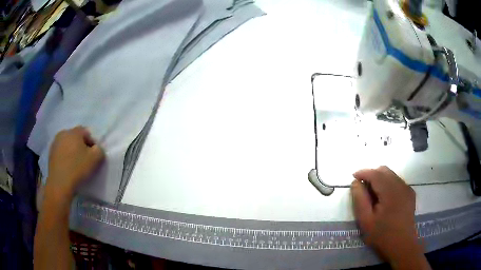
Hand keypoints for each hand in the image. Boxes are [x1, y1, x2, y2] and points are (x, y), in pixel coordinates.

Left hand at [46, 126, 104, 199]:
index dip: (92, 143)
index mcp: (74, 131)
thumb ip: (99, 150)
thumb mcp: (95, 159)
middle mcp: (64, 133)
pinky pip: (61, 152)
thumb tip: (96, 149)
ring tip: (75, 164)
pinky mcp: (50, 153)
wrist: (60, 183)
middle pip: (75, 137)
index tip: (94, 155)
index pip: (86, 132)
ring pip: (67, 144)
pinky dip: (65, 157)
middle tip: (85, 159)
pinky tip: (68, 167)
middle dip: (81, 146)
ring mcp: (55, 143)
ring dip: (72, 151)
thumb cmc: (77, 168)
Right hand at [351, 166, 429, 269]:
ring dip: (380, 179)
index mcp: (390, 191)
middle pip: (384, 170)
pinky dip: (388, 184)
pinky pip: (397, 182)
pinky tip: (384, 199)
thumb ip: (360, 199)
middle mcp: (401, 185)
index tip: (353, 177)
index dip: (363, 173)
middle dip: (372, 174)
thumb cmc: (382, 235)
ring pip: (391, 175)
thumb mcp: (366, 221)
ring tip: (373, 194)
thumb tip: (356, 183)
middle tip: (363, 187)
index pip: (375, 173)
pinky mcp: (410, 193)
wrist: (402, 245)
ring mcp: (407, 188)